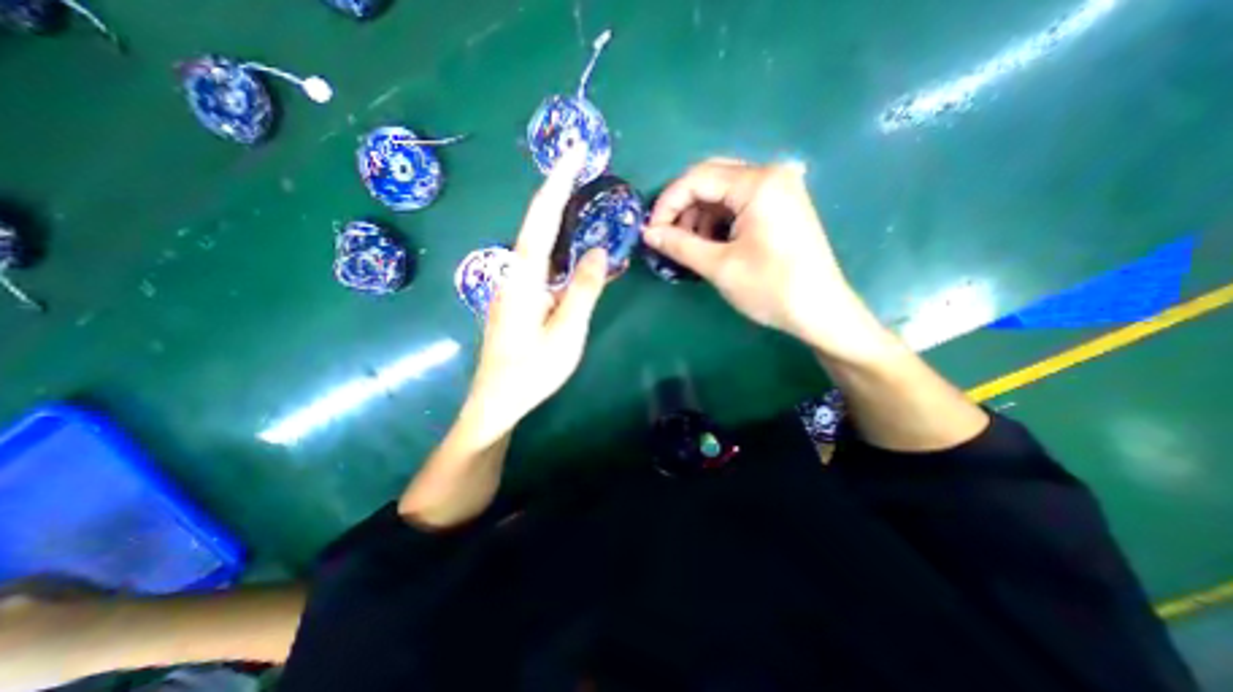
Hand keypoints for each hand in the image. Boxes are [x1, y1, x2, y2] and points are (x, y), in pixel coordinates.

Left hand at [464, 147, 607, 438]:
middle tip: (580, 166)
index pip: (541, 219)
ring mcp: (512, 287)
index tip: (573, 151)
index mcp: (523, 277)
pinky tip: (571, 251)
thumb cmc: (533, 370)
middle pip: (536, 224)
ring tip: (579, 198)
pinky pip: (540, 265)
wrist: (496, 401)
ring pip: (537, 244)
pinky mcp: (517, 299)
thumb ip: (583, 289)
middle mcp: (513, 273)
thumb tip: (598, 251)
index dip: (557, 183)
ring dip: (557, 218)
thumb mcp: (566, 332)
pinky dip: (558, 249)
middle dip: (557, 192)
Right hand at [646, 157, 886, 358]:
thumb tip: (648, 233)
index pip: (697, 178)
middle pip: (710, 179)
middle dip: (683, 208)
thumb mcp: (719, 266)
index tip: (651, 232)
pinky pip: (739, 204)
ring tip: (689, 247)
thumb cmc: (770, 288)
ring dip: (699, 216)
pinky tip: (711, 244)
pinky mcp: (781, 206)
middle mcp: (770, 175)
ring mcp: (779, 189)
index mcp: (758, 183)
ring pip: (723, 192)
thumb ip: (680, 245)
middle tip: (668, 238)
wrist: (820, 312)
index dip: (668, 203)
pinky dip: (718, 221)